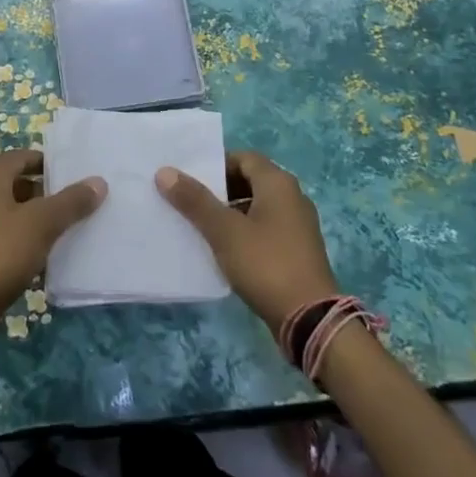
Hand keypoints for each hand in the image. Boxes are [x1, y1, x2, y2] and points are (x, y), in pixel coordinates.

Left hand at [0, 149, 104, 345]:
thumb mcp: (42, 224)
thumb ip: (71, 201)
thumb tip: (98, 181)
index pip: (23, 156)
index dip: (49, 165)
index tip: (75, 179)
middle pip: (14, 182)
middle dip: (43, 193)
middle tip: (72, 206)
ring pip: (5, 209)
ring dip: (30, 217)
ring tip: (59, 232)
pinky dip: (15, 237)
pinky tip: (34, 256)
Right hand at [157, 151, 339, 329]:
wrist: (310, 319)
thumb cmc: (265, 264)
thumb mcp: (224, 231)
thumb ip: (195, 200)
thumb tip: (165, 171)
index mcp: (278, 183)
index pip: (243, 158)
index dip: (215, 165)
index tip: (189, 179)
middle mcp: (292, 197)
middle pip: (250, 181)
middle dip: (219, 190)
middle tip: (189, 202)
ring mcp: (297, 226)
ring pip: (256, 207)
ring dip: (230, 213)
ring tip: (200, 226)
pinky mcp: (297, 251)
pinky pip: (265, 229)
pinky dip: (244, 232)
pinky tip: (224, 250)